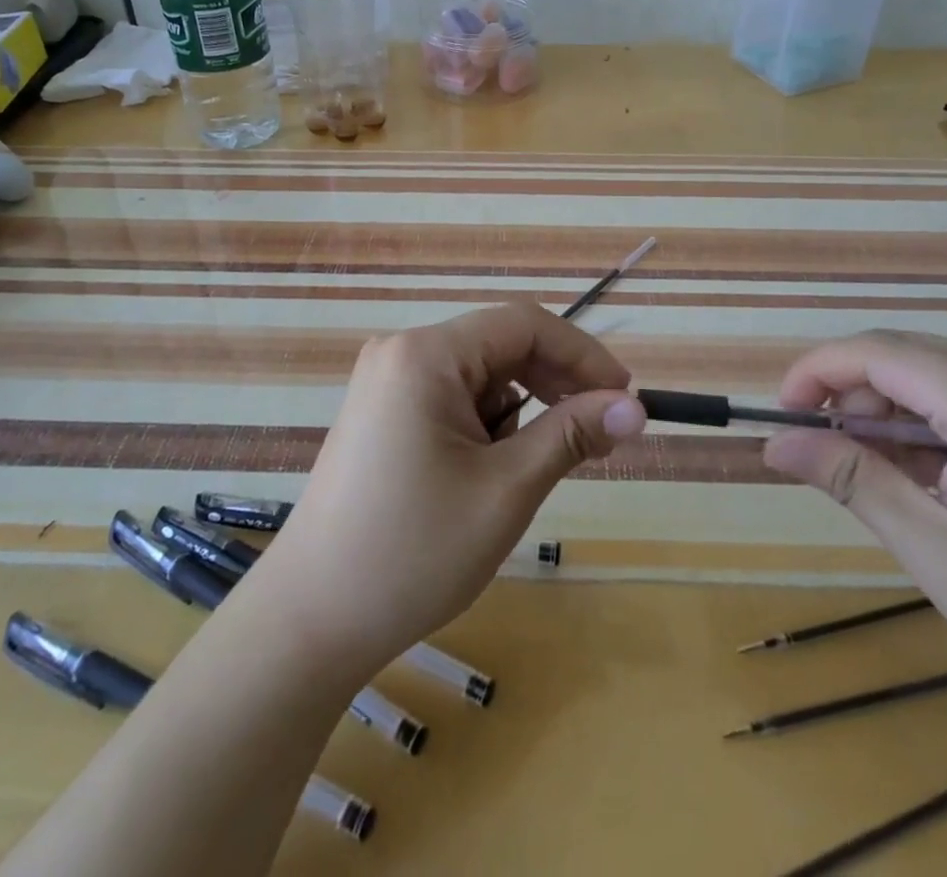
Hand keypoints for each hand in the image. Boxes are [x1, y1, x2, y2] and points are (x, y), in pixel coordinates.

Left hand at [251, 302, 644, 678]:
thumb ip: (572, 435)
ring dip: (520, 410)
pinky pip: (452, 397)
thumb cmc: (413, 552)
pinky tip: (489, 471)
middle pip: (500, 345)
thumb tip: (636, 407)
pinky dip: (486, 424)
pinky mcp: (381, 412)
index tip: (626, 398)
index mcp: (426, 354)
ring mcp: (386, 381)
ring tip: (532, 468)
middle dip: (554, 384)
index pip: (524, 324)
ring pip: (479, 374)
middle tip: (600, 435)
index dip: (582, 355)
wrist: (310, 622)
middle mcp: (401, 352)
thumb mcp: (506, 490)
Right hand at [760, 330, 946, 742]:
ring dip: (892, 412)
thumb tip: (774, 444)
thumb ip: (851, 481)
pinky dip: (933, 423)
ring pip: (937, 373)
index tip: (782, 414)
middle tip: (831, 458)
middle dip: (854, 397)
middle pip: (908, 356)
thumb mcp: (938, 553)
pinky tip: (934, 476)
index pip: (881, 353)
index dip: (818, 371)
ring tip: (885, 478)